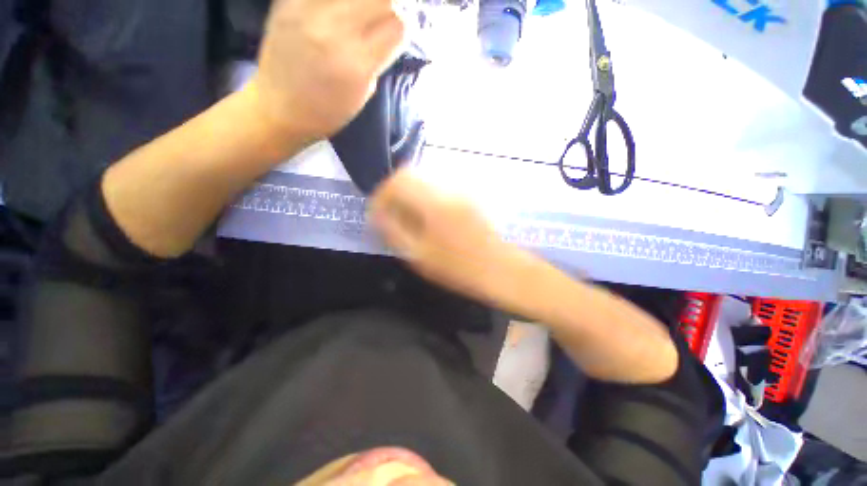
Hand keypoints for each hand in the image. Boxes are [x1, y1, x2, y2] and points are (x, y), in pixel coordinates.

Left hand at [251, 0, 404, 141]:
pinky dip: (336, 1)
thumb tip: (388, 27)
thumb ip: (378, 56)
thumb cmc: (327, 111)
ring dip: (362, 1)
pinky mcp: (288, 0)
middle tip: (378, 17)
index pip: (398, 25)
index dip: (402, 26)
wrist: (279, 108)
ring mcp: (308, 10)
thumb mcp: (364, 91)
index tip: (394, 31)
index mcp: (357, 64)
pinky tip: (335, 10)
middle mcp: (335, 31)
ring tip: (355, 15)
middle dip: (387, 6)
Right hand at [369, 169, 524, 304]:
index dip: (381, 194)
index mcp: (434, 202)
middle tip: (391, 215)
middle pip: (411, 175)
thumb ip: (394, 232)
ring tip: (409, 218)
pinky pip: (439, 188)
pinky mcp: (469, 196)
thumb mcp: (420, 256)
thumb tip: (378, 216)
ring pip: (425, 180)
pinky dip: (426, 198)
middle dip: (394, 193)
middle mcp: (448, 188)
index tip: (377, 213)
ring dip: (410, 194)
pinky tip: (428, 218)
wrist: (502, 269)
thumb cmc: (461, 269)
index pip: (398, 180)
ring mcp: (461, 190)